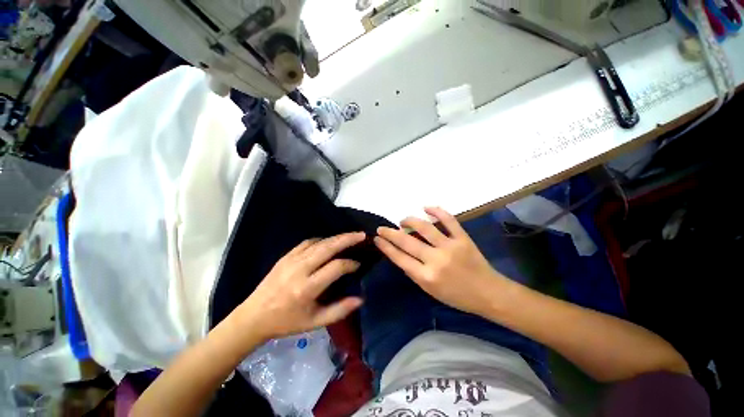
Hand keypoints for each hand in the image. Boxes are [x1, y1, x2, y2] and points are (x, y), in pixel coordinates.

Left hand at [233, 233, 365, 343]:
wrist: (254, 316)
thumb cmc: (287, 322)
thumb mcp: (314, 323)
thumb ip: (339, 310)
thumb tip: (361, 299)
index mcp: (307, 288)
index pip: (336, 267)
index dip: (350, 264)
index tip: (358, 265)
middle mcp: (300, 269)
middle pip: (328, 247)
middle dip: (347, 239)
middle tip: (362, 235)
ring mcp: (291, 260)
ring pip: (319, 242)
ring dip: (336, 238)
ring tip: (350, 236)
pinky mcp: (285, 256)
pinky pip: (307, 243)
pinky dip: (321, 240)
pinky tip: (328, 243)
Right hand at [374, 207, 506, 315]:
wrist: (488, 293)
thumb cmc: (457, 296)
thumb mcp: (430, 291)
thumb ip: (414, 272)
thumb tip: (400, 254)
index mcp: (426, 276)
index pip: (399, 257)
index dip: (385, 246)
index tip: (377, 238)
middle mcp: (436, 260)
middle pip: (407, 241)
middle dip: (390, 233)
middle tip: (382, 228)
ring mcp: (450, 246)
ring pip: (424, 226)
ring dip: (410, 220)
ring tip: (403, 220)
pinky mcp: (463, 238)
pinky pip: (449, 220)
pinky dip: (437, 211)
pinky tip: (426, 207)